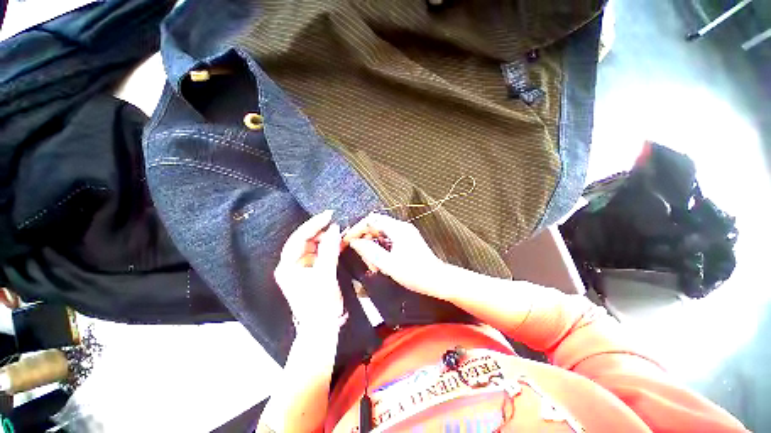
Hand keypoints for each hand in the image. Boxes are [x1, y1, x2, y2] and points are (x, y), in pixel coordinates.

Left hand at [274, 210, 346, 333]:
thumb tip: (335, 228)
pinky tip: (340, 242)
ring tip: (341, 233)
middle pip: (306, 240)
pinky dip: (330, 247)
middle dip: (322, 231)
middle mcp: (292, 264)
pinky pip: (321, 253)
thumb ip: (329, 250)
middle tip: (337, 224)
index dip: (314, 225)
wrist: (323, 327)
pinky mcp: (312, 270)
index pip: (299, 238)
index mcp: (287, 266)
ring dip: (327, 239)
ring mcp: (302, 267)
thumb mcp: (325, 275)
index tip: (329, 215)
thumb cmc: (320, 304)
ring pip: (314, 245)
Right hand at [343, 213, 445, 297]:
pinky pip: (388, 238)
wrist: (438, 279)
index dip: (356, 230)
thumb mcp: (389, 264)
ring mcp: (405, 232)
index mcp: (397, 229)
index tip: (347, 242)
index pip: (371, 221)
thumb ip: (370, 251)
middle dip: (365, 239)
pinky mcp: (406, 239)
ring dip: (372, 245)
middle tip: (362, 257)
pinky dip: (380, 247)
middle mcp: (401, 227)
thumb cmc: (415, 274)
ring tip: (373, 264)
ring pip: (381, 232)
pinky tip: (380, 262)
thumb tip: (355, 242)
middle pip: (375, 225)